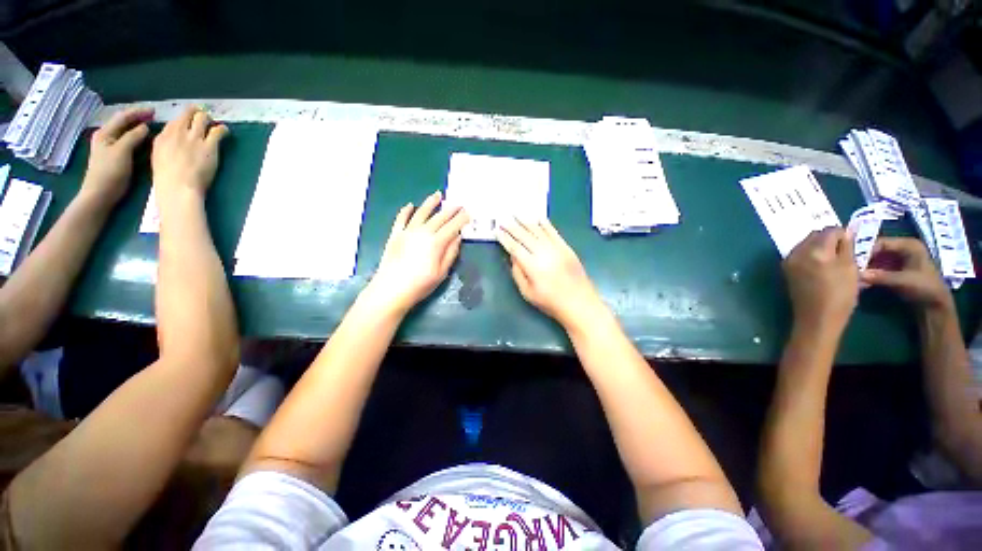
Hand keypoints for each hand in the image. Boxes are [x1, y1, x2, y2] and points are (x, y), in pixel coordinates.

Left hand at [80, 107, 153, 205]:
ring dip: (138, 127)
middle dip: (138, 118)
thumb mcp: (122, 151)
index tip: (154, 111)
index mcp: (106, 133)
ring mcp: (110, 147)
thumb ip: (133, 137)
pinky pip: (128, 141)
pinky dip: (137, 137)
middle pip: (123, 123)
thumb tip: (145, 127)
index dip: (138, 112)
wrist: (100, 194)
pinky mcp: (116, 156)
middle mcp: (107, 137)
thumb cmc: (110, 172)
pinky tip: (145, 139)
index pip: (123, 117)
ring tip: (152, 126)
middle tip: (155, 117)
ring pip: (126, 132)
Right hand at [151, 107, 228, 197]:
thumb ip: (166, 145)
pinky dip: (222, 129)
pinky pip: (218, 131)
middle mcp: (178, 133)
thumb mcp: (158, 156)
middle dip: (197, 113)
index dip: (184, 119)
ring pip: (202, 118)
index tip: (189, 121)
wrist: (178, 185)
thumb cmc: (167, 178)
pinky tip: (225, 131)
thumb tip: (174, 140)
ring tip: (214, 122)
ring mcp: (194, 137)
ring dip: (209, 119)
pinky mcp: (209, 145)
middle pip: (188, 114)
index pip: (174, 121)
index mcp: (163, 137)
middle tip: (203, 117)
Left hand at [367, 191, 468, 313]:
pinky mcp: (395, 235)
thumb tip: (458, 237)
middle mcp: (423, 232)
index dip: (461, 219)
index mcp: (436, 242)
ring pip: (421, 213)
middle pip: (439, 217)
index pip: (452, 227)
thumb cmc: (420, 284)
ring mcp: (407, 232)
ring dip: (430, 203)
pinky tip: (410, 205)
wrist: (391, 289)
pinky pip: (401, 219)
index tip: (468, 213)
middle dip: (450, 209)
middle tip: (459, 203)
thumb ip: (451, 253)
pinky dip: (406, 211)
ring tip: (438, 195)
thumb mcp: (442, 272)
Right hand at [496, 218, 602, 326]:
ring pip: (538, 231)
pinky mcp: (566, 248)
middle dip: (512, 227)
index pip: (515, 247)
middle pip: (525, 236)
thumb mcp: (527, 292)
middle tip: (503, 219)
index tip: (497, 231)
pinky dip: (546, 224)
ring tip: (517, 214)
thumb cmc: (550, 302)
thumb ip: (518, 273)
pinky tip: (538, 217)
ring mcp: (556, 248)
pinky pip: (554, 232)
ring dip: (526, 221)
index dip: (505, 239)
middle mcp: (544, 253)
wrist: (579, 303)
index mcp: (532, 266)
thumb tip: (513, 256)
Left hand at [783, 227, 857, 332]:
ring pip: (806, 244)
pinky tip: (822, 266)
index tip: (852, 242)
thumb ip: (847, 247)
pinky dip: (811, 255)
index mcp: (814, 250)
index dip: (843, 234)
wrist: (816, 318)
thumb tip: (845, 233)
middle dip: (829, 239)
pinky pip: (800, 255)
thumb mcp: (850, 269)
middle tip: (844, 250)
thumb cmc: (839, 295)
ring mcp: (789, 261)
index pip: (829, 231)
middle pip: (814, 236)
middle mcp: (797, 252)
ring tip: (834, 259)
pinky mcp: (786, 270)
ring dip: (819, 247)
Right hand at [860, 237, 950, 309]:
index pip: (881, 242)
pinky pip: (877, 267)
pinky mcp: (894, 269)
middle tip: (850, 269)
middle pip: (877, 250)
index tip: (852, 261)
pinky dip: (869, 273)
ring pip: (876, 259)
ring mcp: (898, 259)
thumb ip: (881, 277)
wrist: (935, 305)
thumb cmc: (925, 288)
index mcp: (908, 245)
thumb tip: (857, 274)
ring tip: (854, 275)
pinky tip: (861, 280)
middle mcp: (902, 248)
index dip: (866, 251)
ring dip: (865, 268)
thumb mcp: (903, 281)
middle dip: (864, 260)